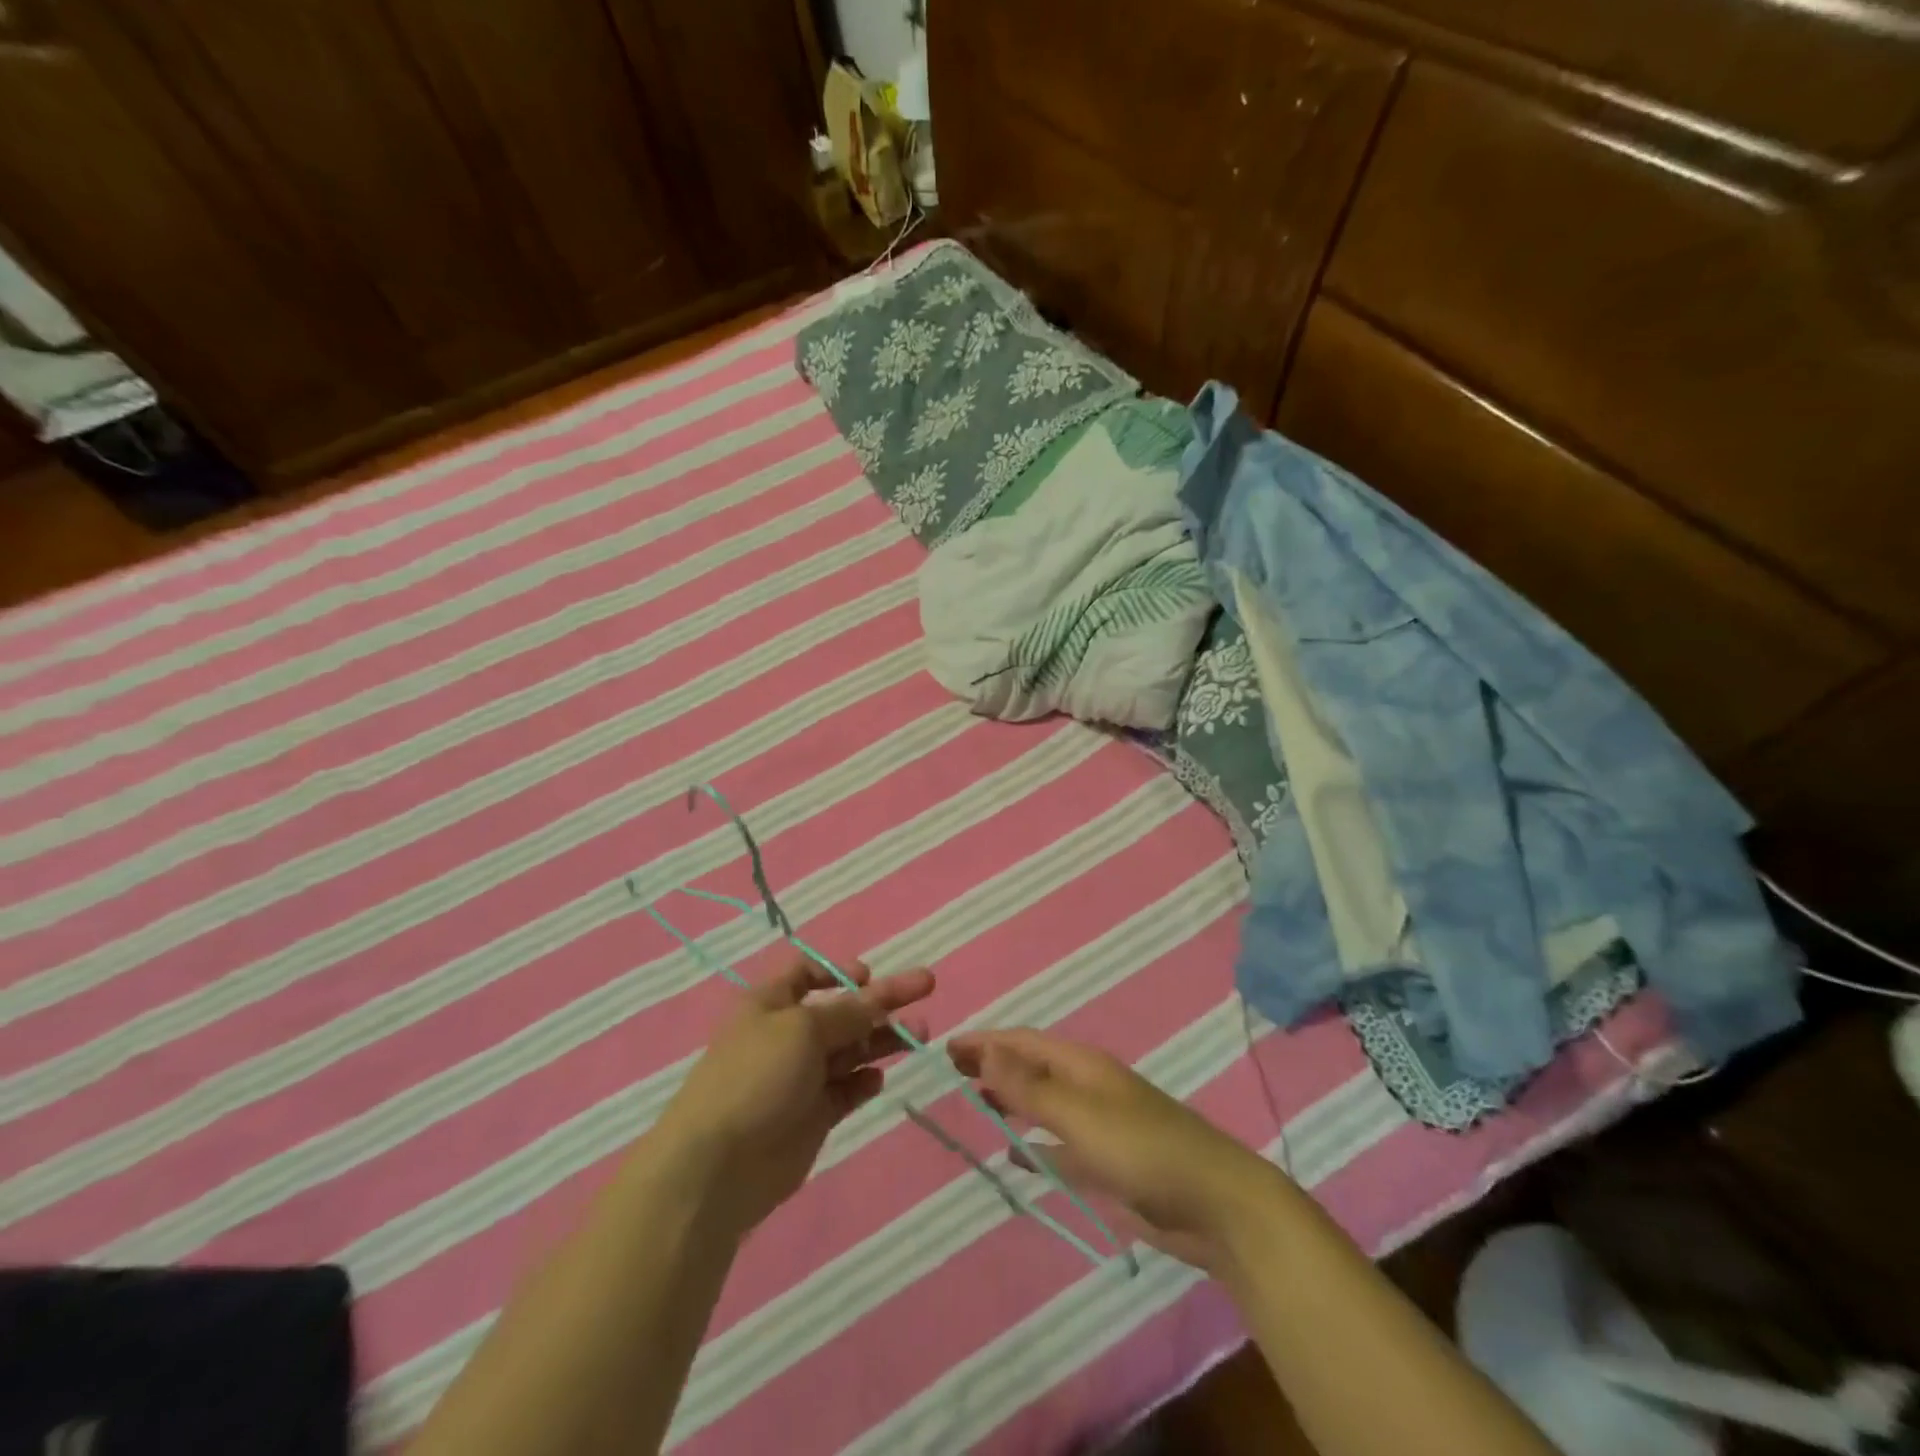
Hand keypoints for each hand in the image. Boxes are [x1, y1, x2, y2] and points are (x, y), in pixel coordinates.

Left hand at [655, 952, 934, 1236]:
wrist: (718, 1167)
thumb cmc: (756, 1077)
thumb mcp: (804, 1028)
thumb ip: (848, 1013)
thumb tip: (877, 998)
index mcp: (771, 1003)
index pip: (805, 973)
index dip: (838, 970)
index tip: (869, 975)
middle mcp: (787, 1035)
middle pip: (842, 1010)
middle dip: (883, 999)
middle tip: (926, 985)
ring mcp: (800, 1077)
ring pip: (851, 1049)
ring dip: (883, 1039)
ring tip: (920, 1034)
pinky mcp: (812, 1116)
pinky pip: (846, 1089)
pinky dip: (864, 1081)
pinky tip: (878, 1079)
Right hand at [948, 1029, 1284, 1274]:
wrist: (1215, 1204)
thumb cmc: (1143, 1149)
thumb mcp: (1080, 1114)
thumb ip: (1030, 1087)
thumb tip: (986, 1049)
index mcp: (1082, 1065)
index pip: (1024, 1042)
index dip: (986, 1041)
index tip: (947, 1048)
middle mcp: (1087, 1087)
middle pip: (1032, 1069)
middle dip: (995, 1066)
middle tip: (952, 1073)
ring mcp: (1099, 1126)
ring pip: (1044, 1105)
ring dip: (1011, 1101)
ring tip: (977, 1104)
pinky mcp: (1107, 1164)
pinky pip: (1059, 1146)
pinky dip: (1035, 1146)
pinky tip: (1015, 1155)